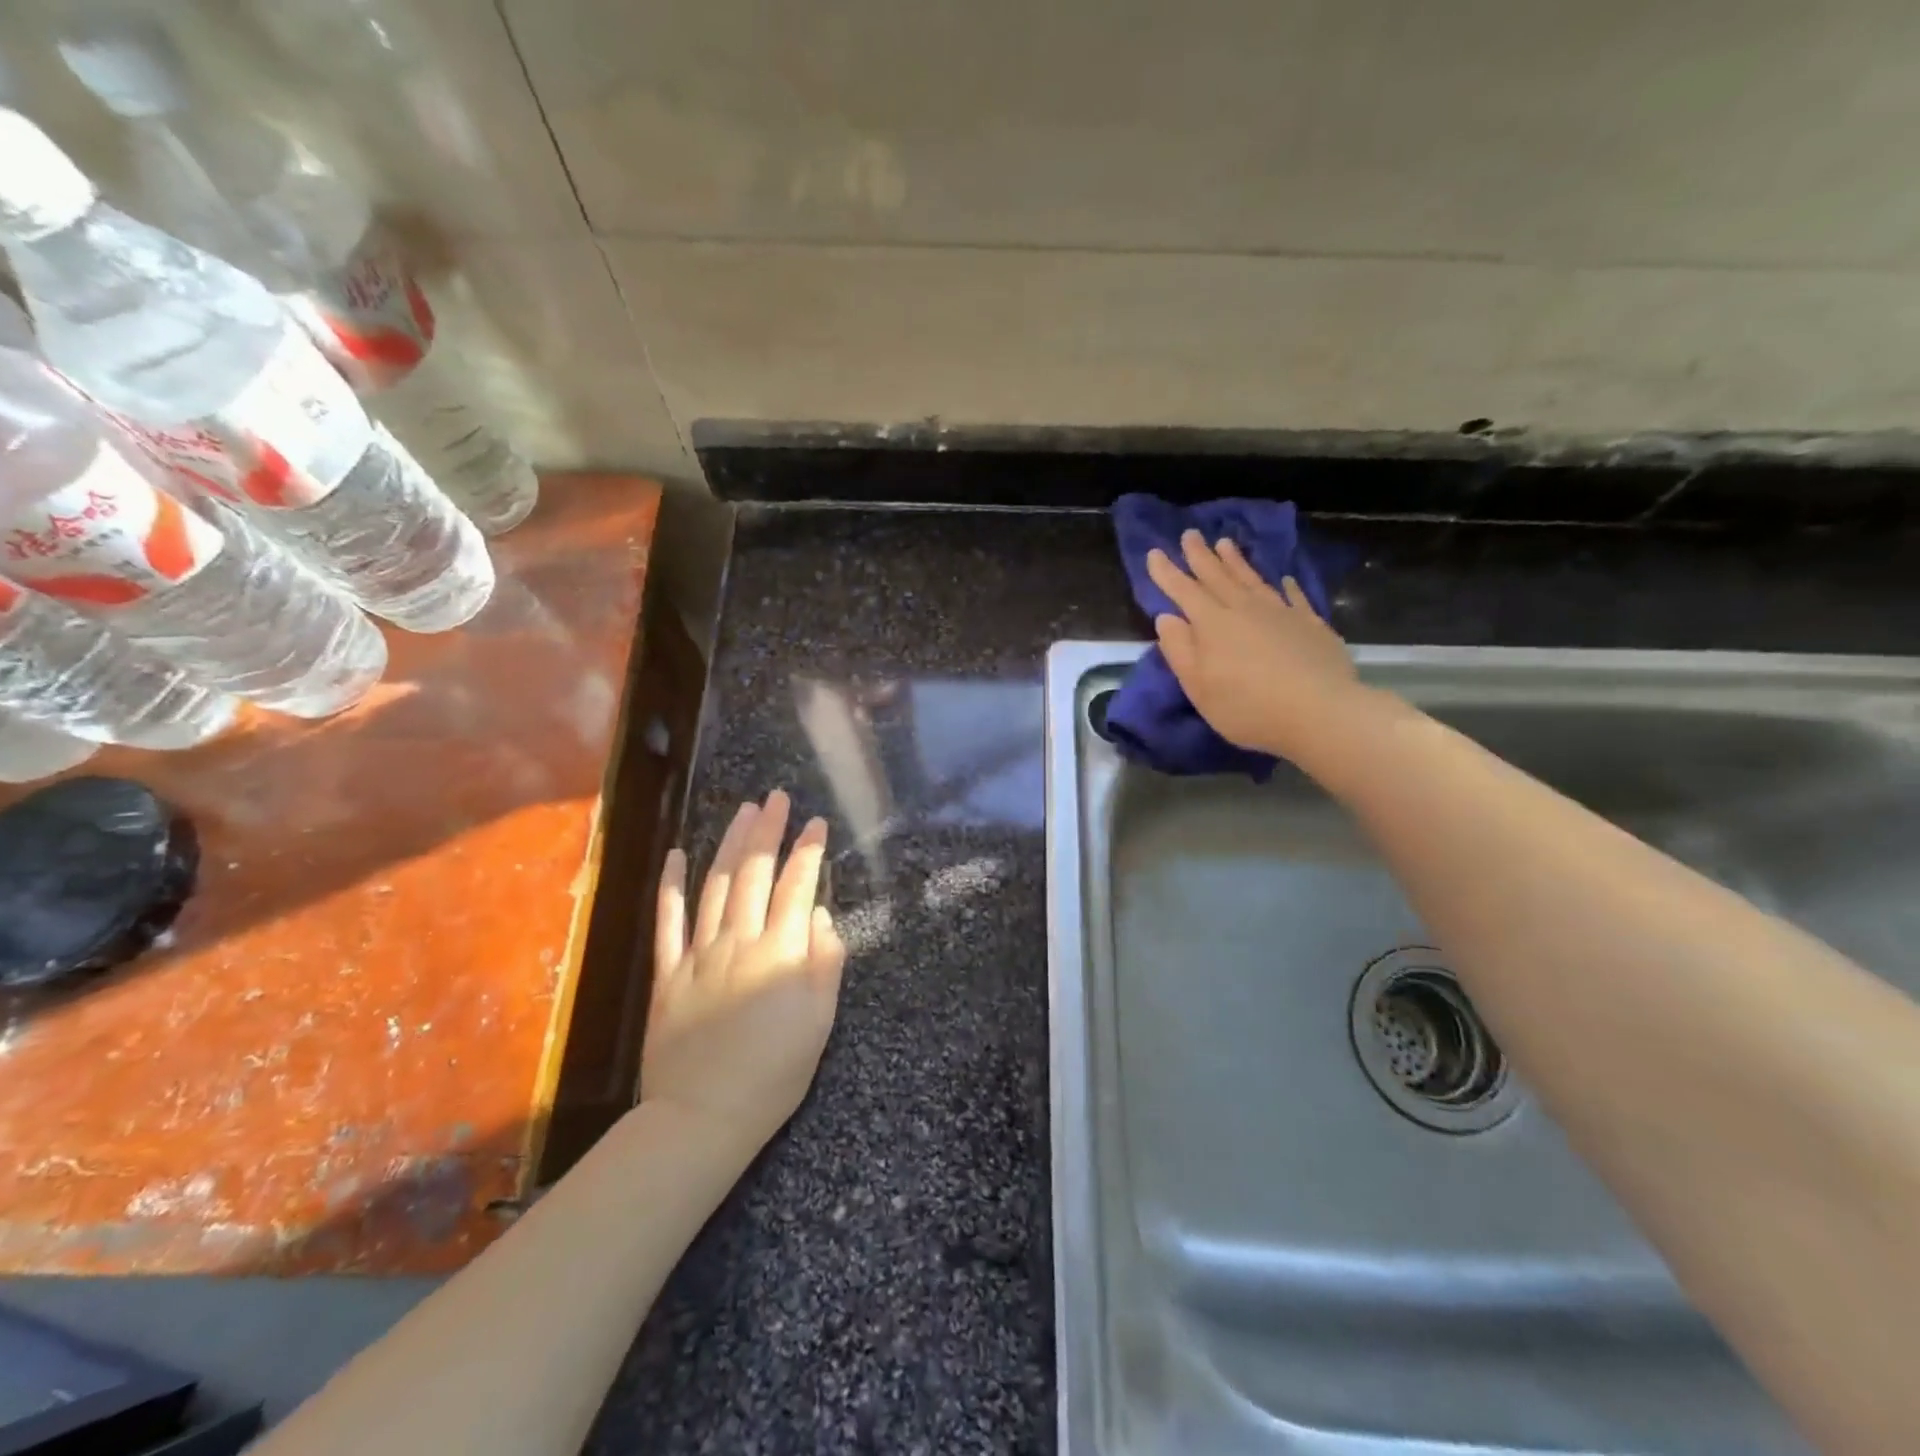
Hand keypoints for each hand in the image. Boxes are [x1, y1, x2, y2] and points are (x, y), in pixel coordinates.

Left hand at [642, 790, 845, 1158]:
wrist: (703, 1117)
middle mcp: (739, 942)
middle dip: (769, 832)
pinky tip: (676, 855)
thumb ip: (824, 963)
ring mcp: (698, 954)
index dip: (809, 851)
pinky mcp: (668, 973)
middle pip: (756, 874)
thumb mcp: (819, 1023)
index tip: (817, 822)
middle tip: (776, 798)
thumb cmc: (774, 1073)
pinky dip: (672, 886)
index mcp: (779, 953)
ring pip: (717, 886)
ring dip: (731, 845)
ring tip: (743, 812)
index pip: (798, 887)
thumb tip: (821, 915)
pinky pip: (668, 921)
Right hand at [1147, 530, 1363, 757]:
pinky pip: (1294, 597)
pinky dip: (1286, 586)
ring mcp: (1281, 613)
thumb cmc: (1248, 707)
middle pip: (1217, 577)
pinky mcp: (1310, 624)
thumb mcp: (1199, 688)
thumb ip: (1180, 651)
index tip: (1155, 552)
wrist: (1320, 712)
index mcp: (1212, 625)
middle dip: (1200, 555)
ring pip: (1252, 579)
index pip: (1184, 591)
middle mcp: (1244, 609)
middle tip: (1190, 533)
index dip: (1167, 572)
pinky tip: (1284, 579)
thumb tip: (1167, 618)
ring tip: (1225, 543)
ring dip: (1236, 561)